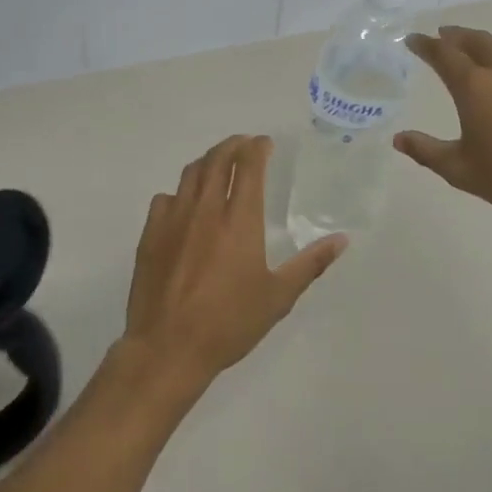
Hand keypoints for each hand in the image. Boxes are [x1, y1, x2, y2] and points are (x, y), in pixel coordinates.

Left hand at [120, 135, 348, 402]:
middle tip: (244, 144)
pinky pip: (165, 198)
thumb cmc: (229, 323)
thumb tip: (341, 240)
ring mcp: (174, 219)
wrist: (168, 348)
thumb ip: (310, 264)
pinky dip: (180, 192)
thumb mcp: (278, 297)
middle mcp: (206, 209)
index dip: (257, 148)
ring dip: (207, 161)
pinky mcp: (150, 234)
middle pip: (217, 160)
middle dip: (232, 145)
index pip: (249, 166)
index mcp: (240, 220)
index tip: (265, 143)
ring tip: (218, 164)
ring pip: (190, 174)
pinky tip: (185, 204)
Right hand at [396, 26, 491, 234]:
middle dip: (455, 35)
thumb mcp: (461, 171)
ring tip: (482, 46)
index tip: (413, 39)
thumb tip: (399, 139)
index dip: (425, 44)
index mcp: (475, 87)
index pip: (443, 54)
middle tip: (444, 35)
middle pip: (476, 39)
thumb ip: (426, 151)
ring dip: (490, 41)